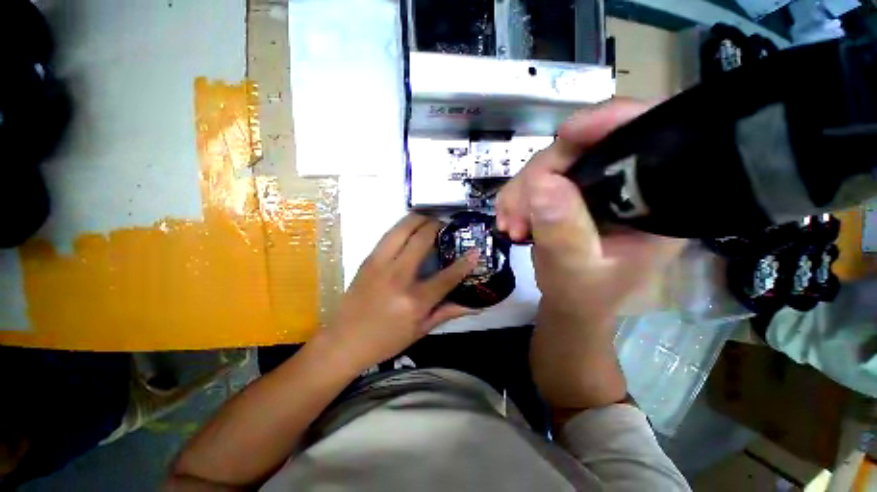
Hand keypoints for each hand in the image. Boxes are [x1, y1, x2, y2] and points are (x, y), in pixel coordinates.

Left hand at [321, 214, 477, 370]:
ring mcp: (379, 265)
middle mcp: (397, 277)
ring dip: (418, 219)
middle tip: (445, 227)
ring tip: (429, 221)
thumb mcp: (420, 330)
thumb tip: (475, 305)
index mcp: (414, 301)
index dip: (465, 263)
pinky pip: (388, 235)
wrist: (344, 341)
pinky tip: (410, 231)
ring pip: (401, 229)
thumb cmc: (386, 340)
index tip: (475, 250)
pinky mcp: (367, 260)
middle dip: (437, 226)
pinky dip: (403, 227)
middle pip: (421, 239)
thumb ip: (448, 312)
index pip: (446, 277)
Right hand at [497, 100, 685, 322]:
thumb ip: (563, 234)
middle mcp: (627, 184)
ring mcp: (596, 185)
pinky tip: (511, 220)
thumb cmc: (583, 295)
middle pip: (583, 148)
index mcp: (654, 202)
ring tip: (512, 226)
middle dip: (539, 177)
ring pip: (552, 163)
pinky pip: (537, 178)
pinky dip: (517, 196)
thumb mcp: (574, 272)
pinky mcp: (571, 191)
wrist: (570, 302)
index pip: (645, 139)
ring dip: (521, 192)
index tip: (567, 133)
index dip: (610, 123)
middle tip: (516, 214)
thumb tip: (542, 184)